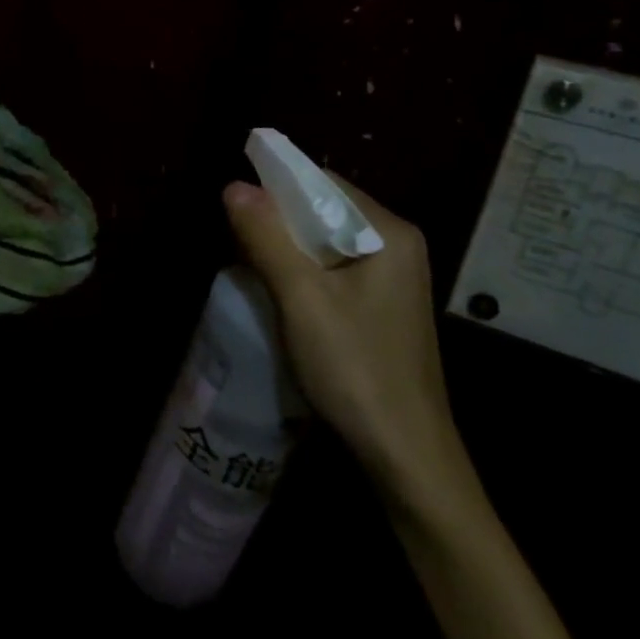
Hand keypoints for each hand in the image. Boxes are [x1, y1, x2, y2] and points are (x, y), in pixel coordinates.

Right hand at [223, 170, 468, 505]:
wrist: (406, 456)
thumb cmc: (356, 368)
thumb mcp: (301, 297)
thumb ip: (267, 236)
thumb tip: (233, 185)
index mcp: (389, 233)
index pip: (323, 182)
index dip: (276, 184)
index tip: (233, 201)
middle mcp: (395, 246)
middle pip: (324, 209)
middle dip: (277, 218)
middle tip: (234, 235)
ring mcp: (390, 278)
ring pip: (324, 241)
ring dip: (284, 245)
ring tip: (246, 259)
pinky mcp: (379, 306)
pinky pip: (331, 268)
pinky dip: (300, 269)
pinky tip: (275, 287)